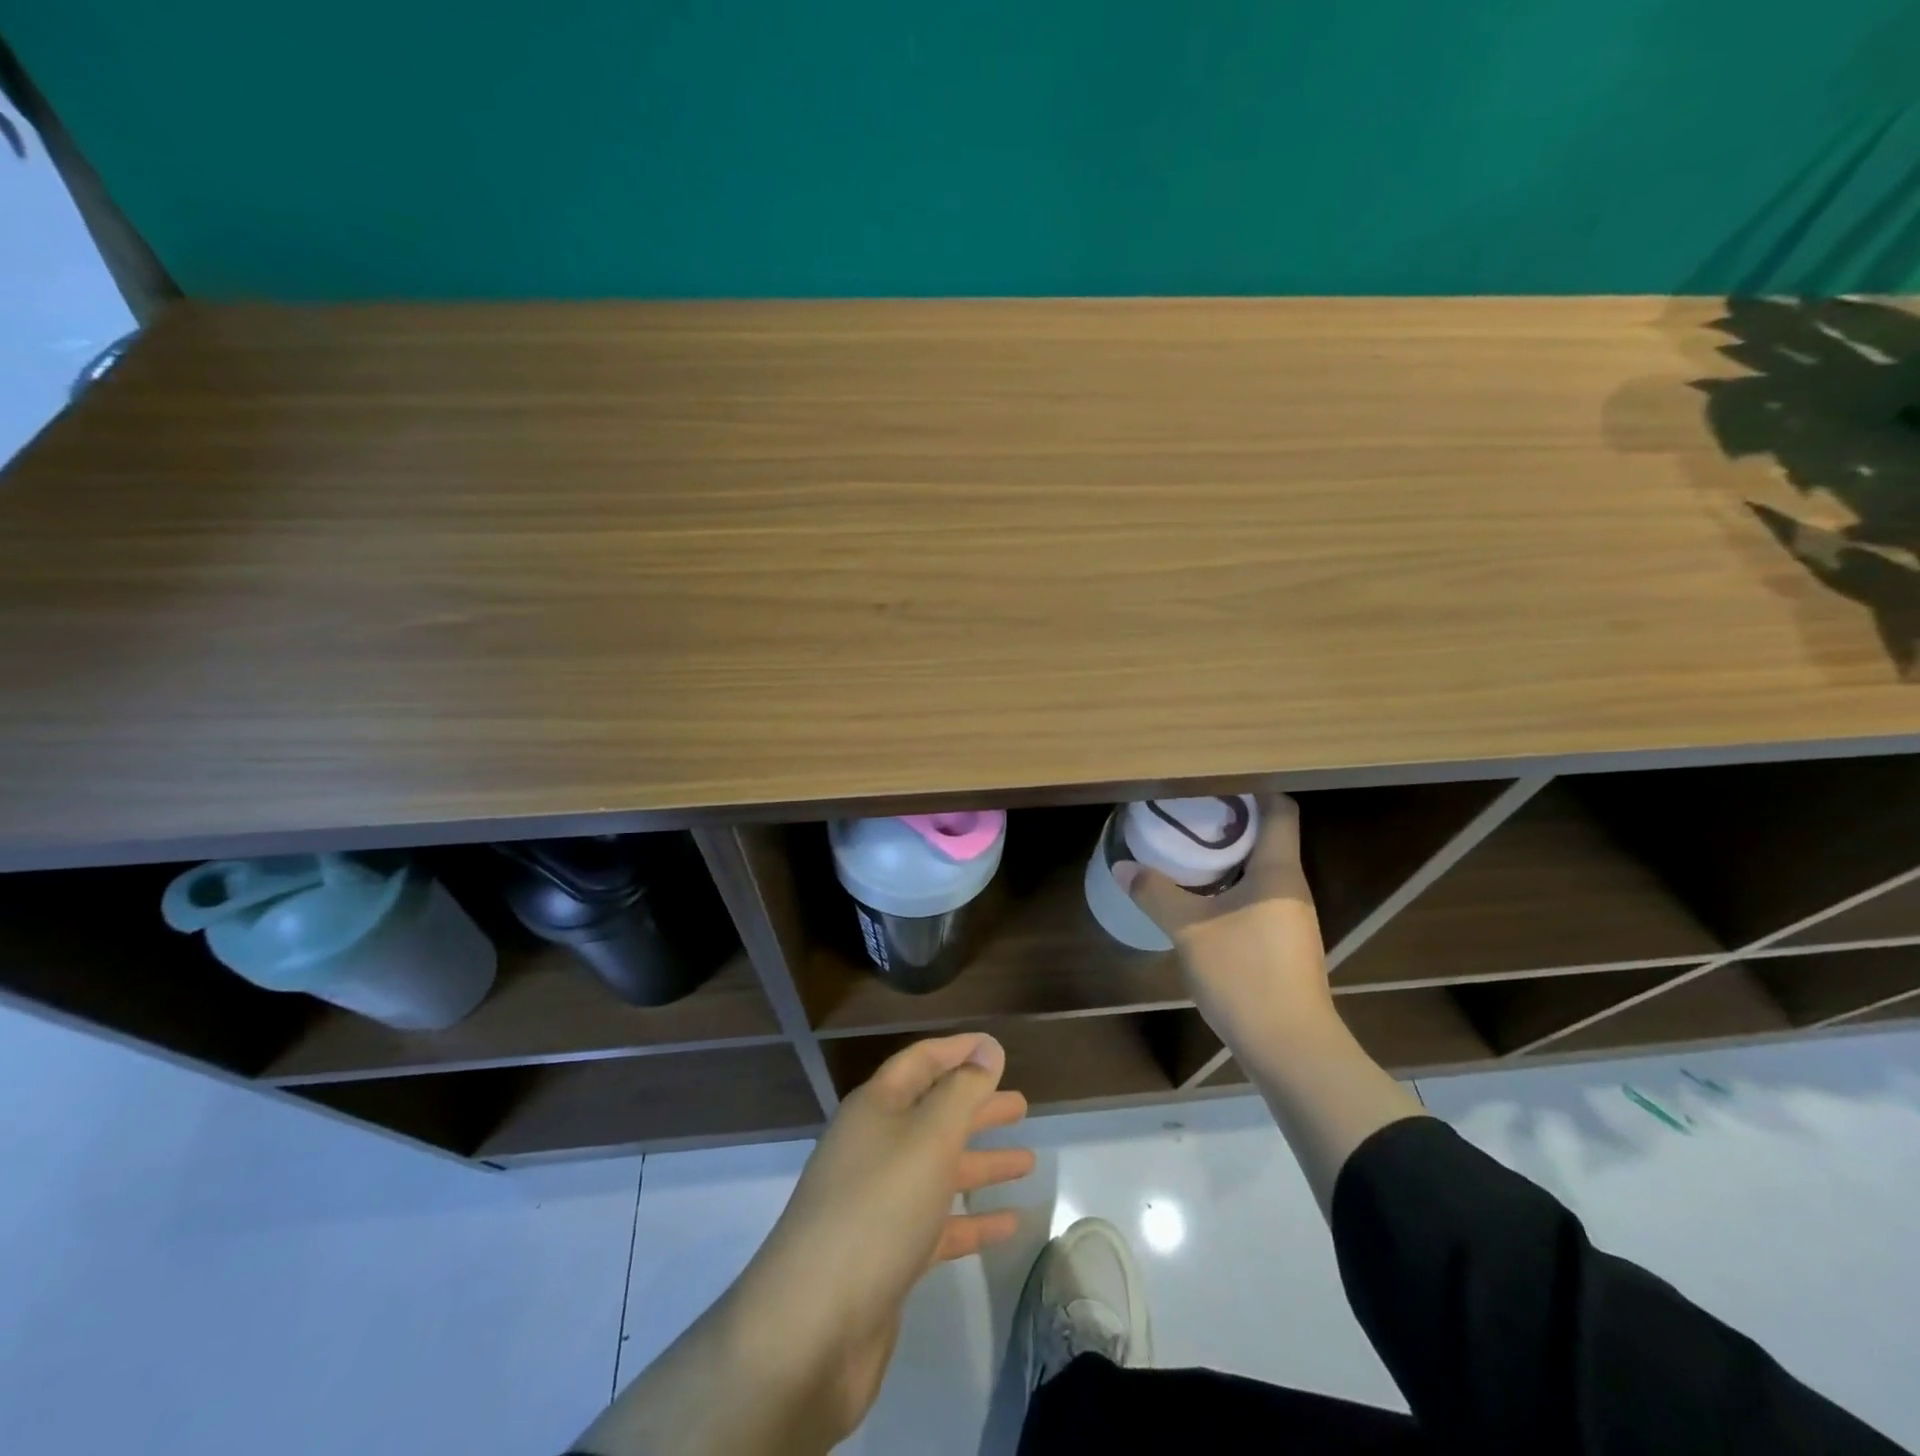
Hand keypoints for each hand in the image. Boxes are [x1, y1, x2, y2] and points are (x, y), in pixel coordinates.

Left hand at [727, 1033, 1033, 1446]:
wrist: (812, 1327)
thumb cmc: (877, 1208)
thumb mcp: (928, 1137)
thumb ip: (962, 1092)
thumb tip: (987, 1049)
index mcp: (876, 1108)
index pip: (921, 1062)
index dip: (958, 1050)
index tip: (996, 1048)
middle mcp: (874, 1147)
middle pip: (932, 1114)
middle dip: (975, 1107)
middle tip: (1021, 1105)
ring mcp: (878, 1203)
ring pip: (938, 1169)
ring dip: (980, 1162)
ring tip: (1026, 1160)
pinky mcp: (887, 1255)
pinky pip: (937, 1224)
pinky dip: (972, 1220)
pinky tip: (1009, 1224)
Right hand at [1117, 794, 1335, 1050]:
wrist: (1291, 1048)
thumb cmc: (1244, 975)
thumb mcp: (1189, 930)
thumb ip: (1155, 893)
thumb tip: (1123, 866)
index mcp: (1278, 872)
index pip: (1279, 810)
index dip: (1253, 790)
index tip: (1214, 783)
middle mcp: (1292, 887)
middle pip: (1269, 837)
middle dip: (1230, 823)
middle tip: (1187, 814)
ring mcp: (1292, 918)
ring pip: (1262, 870)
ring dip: (1229, 858)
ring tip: (1187, 851)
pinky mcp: (1285, 943)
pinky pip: (1259, 897)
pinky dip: (1232, 887)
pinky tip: (1201, 898)